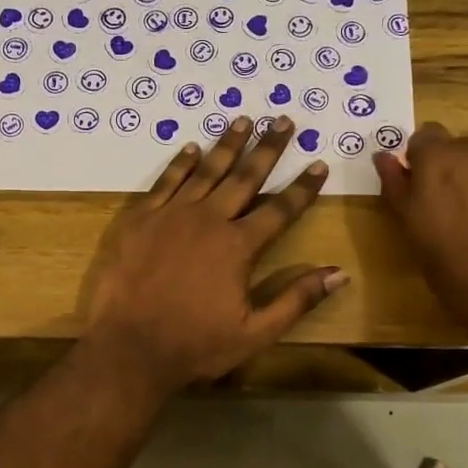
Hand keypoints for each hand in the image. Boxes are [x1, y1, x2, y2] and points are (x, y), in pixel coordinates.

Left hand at [82, 117, 345, 390]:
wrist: (129, 348)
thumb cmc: (195, 345)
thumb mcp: (255, 333)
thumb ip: (296, 300)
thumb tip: (338, 273)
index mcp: (238, 246)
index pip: (281, 209)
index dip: (303, 187)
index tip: (319, 163)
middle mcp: (208, 220)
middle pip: (244, 177)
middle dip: (268, 148)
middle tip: (283, 120)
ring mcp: (170, 215)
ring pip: (206, 171)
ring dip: (227, 145)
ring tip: (243, 119)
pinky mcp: (139, 219)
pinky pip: (165, 182)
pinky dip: (181, 163)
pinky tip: (192, 148)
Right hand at [373, 125, 467, 330]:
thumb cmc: (454, 267)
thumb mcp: (413, 229)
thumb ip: (398, 187)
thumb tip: (384, 157)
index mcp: (436, 159)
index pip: (423, 138)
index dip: (421, 162)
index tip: (423, 188)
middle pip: (460, 147)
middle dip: (455, 170)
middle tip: (456, 210)